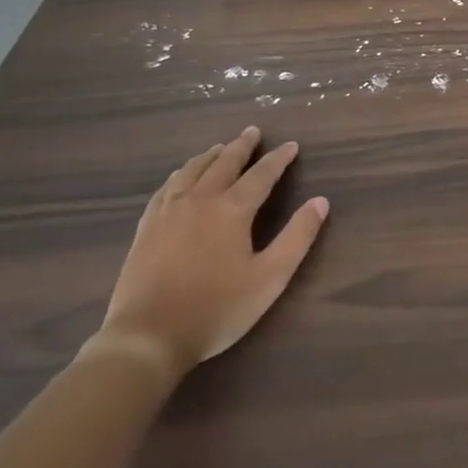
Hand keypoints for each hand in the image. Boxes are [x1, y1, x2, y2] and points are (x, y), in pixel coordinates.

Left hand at [95, 128, 328, 381]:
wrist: (147, 337)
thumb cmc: (216, 309)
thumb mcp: (269, 278)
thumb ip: (297, 237)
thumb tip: (321, 201)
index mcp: (233, 210)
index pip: (262, 174)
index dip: (278, 158)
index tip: (291, 145)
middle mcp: (201, 200)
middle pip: (224, 163)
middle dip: (242, 146)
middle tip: (252, 131)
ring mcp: (169, 211)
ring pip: (192, 170)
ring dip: (210, 155)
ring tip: (220, 148)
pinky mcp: (146, 227)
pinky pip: (166, 188)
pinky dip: (179, 174)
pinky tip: (180, 177)